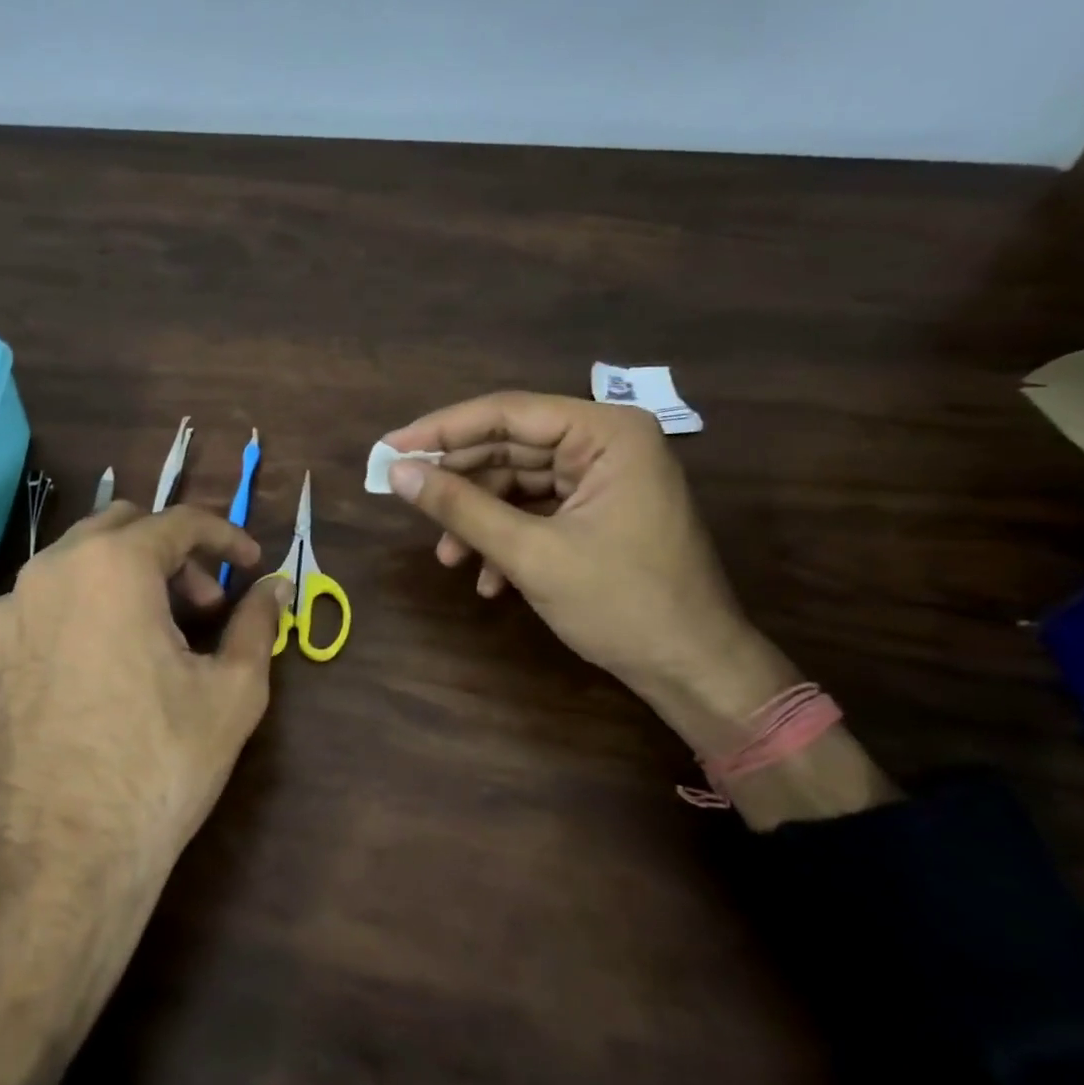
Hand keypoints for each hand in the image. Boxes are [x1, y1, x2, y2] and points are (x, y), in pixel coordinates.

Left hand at [0, 502, 289, 1084]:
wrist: (60, 863)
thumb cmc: (160, 764)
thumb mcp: (234, 690)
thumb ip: (258, 622)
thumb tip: (278, 586)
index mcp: (111, 566)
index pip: (178, 522)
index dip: (224, 536)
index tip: (250, 562)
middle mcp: (45, 573)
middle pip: (118, 529)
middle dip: (169, 554)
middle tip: (202, 606)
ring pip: (69, 569)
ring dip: (118, 584)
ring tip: (147, 641)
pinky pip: (31, 617)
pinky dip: (70, 622)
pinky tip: (90, 674)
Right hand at [384, 392, 895, 827]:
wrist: (694, 671)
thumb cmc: (622, 604)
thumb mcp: (531, 554)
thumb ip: (461, 507)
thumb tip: (396, 472)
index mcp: (606, 433)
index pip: (507, 413)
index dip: (442, 430)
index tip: (389, 448)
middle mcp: (607, 443)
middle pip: (510, 446)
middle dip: (460, 482)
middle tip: (406, 499)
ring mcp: (605, 478)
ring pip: (518, 482)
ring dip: (479, 519)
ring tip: (448, 557)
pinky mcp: (599, 511)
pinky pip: (537, 510)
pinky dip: (507, 538)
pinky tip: (488, 580)